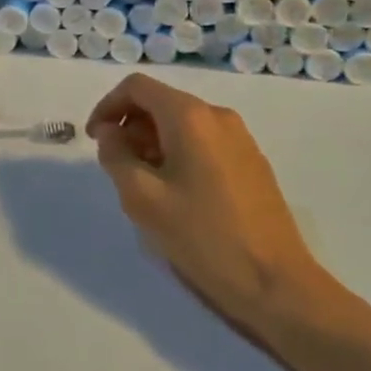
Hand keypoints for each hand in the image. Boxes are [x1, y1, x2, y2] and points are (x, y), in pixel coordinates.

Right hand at [87, 74, 331, 341]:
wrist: (276, 283)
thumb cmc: (203, 237)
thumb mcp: (143, 199)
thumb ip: (116, 157)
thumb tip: (111, 134)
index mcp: (190, 117)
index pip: (137, 87)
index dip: (107, 106)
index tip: (94, 140)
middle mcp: (218, 116)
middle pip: (161, 102)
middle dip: (130, 127)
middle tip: (117, 168)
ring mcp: (240, 139)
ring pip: (182, 124)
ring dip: (153, 143)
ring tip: (144, 186)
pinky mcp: (252, 163)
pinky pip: (204, 142)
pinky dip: (178, 153)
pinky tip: (176, 194)